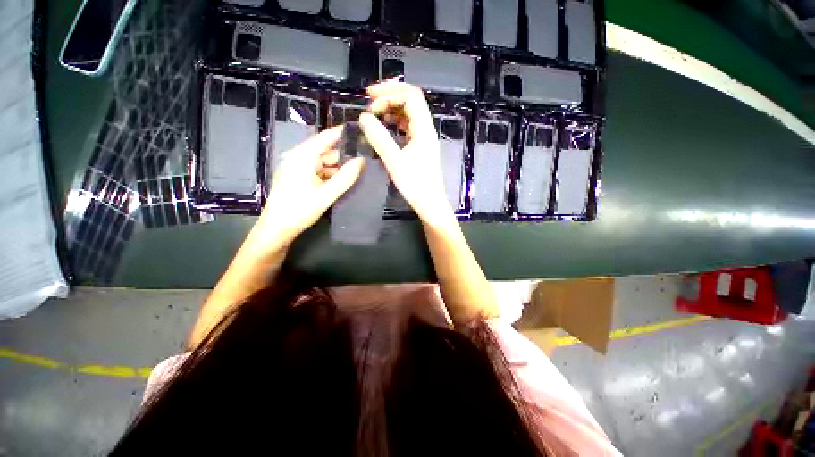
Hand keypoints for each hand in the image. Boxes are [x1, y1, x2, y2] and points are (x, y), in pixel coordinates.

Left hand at [258, 126, 364, 243]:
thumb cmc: (300, 210)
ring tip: (361, 169)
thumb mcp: (326, 194)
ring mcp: (299, 168)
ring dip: (340, 167)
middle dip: (345, 154)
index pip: (327, 137)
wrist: (277, 230)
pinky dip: (332, 175)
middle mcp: (300, 158)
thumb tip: (362, 161)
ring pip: (325, 163)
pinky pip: (320, 172)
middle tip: (367, 157)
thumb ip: (345, 177)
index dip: (344, 133)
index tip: (362, 130)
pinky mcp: (300, 178)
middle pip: (327, 151)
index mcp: (303, 156)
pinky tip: (346, 180)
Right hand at [359, 82, 453, 225]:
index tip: (370, 105)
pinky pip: (409, 125)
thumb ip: (379, 138)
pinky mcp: (421, 146)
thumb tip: (363, 117)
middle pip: (412, 100)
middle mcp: (427, 129)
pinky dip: (396, 120)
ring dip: (393, 106)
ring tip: (375, 109)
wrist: (430, 203)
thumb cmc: (415, 185)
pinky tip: (386, 124)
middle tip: (370, 96)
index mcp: (424, 130)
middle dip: (391, 94)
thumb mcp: (394, 162)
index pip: (410, 97)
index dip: (389, 95)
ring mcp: (425, 138)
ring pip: (410, 112)